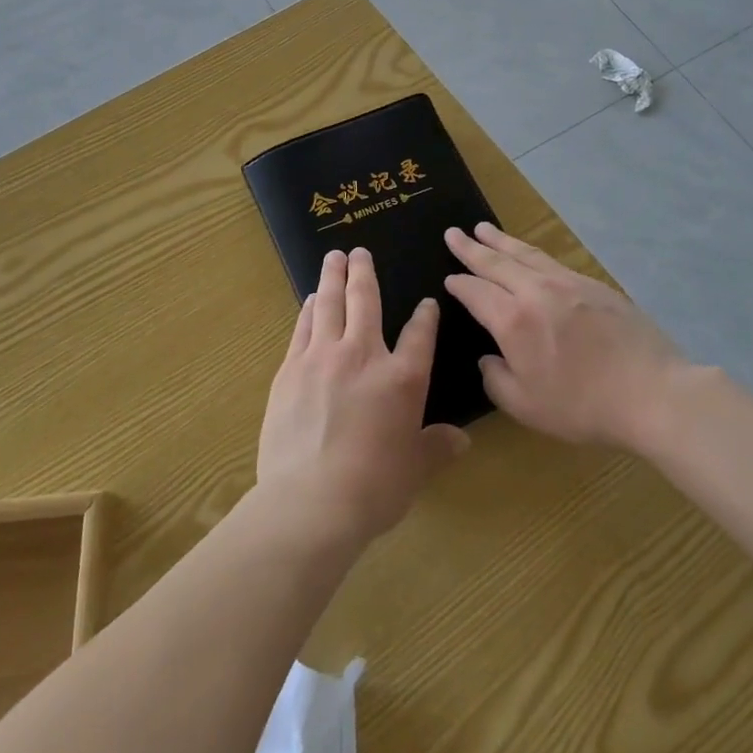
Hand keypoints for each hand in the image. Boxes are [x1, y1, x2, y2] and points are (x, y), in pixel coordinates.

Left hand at [258, 248, 470, 547]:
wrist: (310, 501)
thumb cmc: (373, 488)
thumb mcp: (414, 470)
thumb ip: (437, 447)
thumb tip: (462, 440)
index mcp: (402, 378)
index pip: (418, 335)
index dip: (425, 316)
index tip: (427, 303)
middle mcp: (363, 355)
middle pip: (365, 301)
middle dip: (364, 272)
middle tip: (359, 250)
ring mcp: (322, 357)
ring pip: (329, 304)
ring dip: (332, 277)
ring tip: (333, 259)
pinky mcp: (290, 369)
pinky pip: (303, 328)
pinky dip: (309, 310)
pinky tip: (311, 301)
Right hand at [444, 222, 689, 450]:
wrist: (653, 392)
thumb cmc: (584, 406)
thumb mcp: (527, 407)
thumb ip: (497, 381)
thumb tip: (488, 359)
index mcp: (513, 321)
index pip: (476, 293)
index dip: (459, 284)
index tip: (448, 278)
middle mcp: (535, 292)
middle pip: (496, 262)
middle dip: (471, 248)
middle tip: (453, 233)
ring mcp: (567, 283)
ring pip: (525, 253)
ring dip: (500, 240)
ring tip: (483, 228)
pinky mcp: (594, 285)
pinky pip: (552, 261)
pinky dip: (531, 252)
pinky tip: (530, 254)